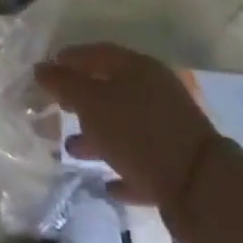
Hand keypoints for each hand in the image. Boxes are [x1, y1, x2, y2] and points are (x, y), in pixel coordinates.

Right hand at [35, 43, 218, 210]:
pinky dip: (122, 167)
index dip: (69, 59)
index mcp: (137, 68)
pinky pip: (141, 160)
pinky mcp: (176, 164)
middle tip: (55, 108)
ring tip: (71, 148)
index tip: (45, 71)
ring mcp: (168, 128)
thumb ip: (64, 83)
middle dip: (80, 99)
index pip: (96, 53)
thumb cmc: (138, 133)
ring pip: (124, 126)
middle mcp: (155, 92)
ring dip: (97, 136)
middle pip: (110, 89)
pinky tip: (106, 183)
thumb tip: (40, 67)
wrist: (202, 188)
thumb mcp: (92, 103)